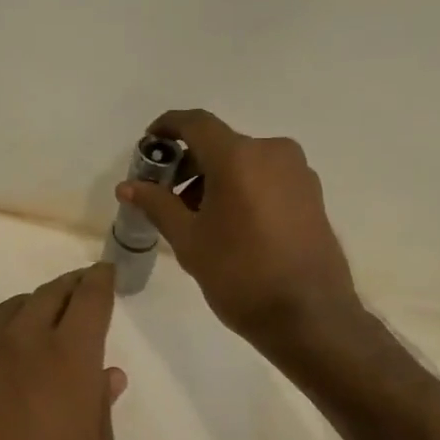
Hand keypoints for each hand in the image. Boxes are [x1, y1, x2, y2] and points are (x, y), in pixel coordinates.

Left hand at [0, 265, 128, 439]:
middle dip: (66, 290)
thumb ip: (102, 412)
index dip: (100, 281)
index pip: (89, 299)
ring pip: (1, 317)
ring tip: (33, 329)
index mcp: (66, 358)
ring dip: (24, 316)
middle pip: (44, 296)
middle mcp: (16, 344)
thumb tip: (105, 376)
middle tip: (76, 293)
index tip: (104, 274)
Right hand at [117, 108, 360, 354]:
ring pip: (245, 162)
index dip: (168, 127)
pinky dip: (242, 188)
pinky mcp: (312, 194)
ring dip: (215, 178)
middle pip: (221, 144)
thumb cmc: (240, 275)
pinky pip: (266, 177)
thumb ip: (157, 205)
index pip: (196, 123)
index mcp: (239, 157)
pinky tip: (230, 224)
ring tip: (197, 218)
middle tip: (166, 195)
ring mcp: (298, 172)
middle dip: (189, 163)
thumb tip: (128, 186)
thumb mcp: (189, 241)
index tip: (149, 143)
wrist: (309, 316)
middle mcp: (272, 152)